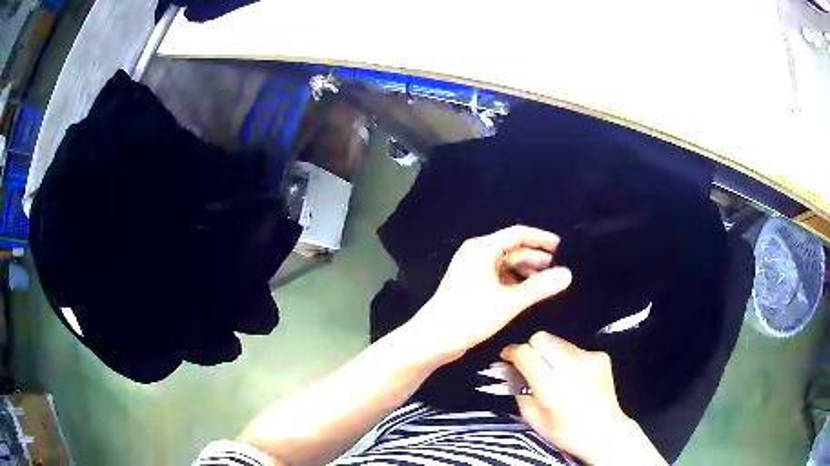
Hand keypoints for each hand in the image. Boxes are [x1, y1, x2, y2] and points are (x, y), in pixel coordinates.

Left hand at [404, 225, 571, 363]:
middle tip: (558, 268)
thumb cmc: (469, 316)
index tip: (562, 246)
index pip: (517, 234)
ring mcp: (473, 270)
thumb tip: (568, 274)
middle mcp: (477, 254)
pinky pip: (499, 276)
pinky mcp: (472, 286)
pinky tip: (528, 292)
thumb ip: (539, 287)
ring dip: (526, 271)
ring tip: (546, 281)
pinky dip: (515, 282)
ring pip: (506, 264)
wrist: (433, 339)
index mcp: (482, 249)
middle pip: (512, 249)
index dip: (541, 238)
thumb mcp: (509, 302)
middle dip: (535, 257)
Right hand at [501, 332, 665, 465]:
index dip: (511, 352)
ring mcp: (589, 358)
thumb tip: (510, 371)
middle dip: (531, 348)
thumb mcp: (533, 418)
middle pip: (541, 337)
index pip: (525, 353)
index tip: (507, 358)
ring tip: (552, 371)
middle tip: (529, 364)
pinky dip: (569, 358)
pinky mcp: (600, 356)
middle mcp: (571, 365)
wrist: (604, 431)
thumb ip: (519, 391)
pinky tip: (573, 376)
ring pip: (558, 340)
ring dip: (549, 352)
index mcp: (551, 384)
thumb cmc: (565, 432)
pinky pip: (576, 348)